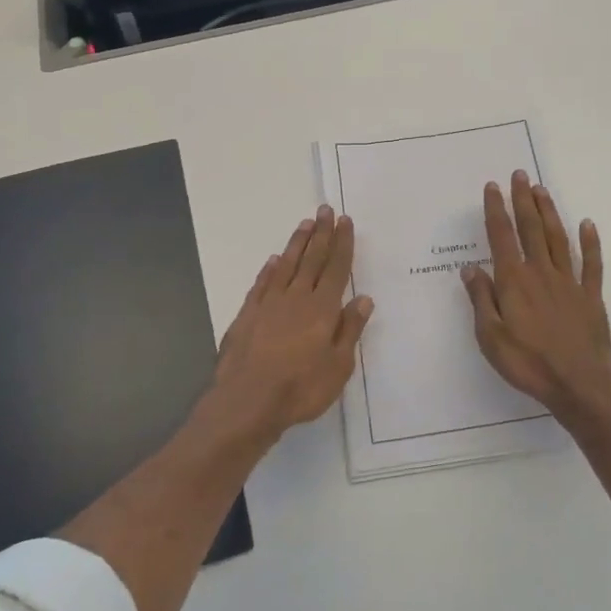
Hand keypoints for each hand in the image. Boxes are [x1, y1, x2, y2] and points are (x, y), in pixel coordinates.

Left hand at [212, 205, 373, 437]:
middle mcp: (297, 298)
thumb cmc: (300, 388)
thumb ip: (350, 330)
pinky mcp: (247, 314)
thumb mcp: (338, 366)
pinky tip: (274, 260)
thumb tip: (363, 298)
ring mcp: (269, 304)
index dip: (342, 244)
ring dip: (297, 243)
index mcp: (322, 309)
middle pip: (312, 259)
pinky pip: (262, 283)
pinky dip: (270, 269)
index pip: (336, 268)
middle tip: (325, 210)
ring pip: (287, 265)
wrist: (247, 401)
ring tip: (305, 224)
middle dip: (321, 233)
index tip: (345, 221)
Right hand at [461, 170, 610, 413]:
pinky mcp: (591, 297)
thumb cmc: (528, 363)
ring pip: (558, 239)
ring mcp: (569, 282)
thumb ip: (481, 299)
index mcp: (514, 281)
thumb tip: (471, 268)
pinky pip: (592, 264)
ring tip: (541, 190)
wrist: (578, 384)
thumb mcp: (490, 337)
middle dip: (523, 200)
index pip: (502, 237)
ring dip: (550, 212)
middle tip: (519, 175)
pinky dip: (590, 242)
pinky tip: (587, 224)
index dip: (495, 210)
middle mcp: (541, 272)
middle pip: (531, 229)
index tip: (492, 187)